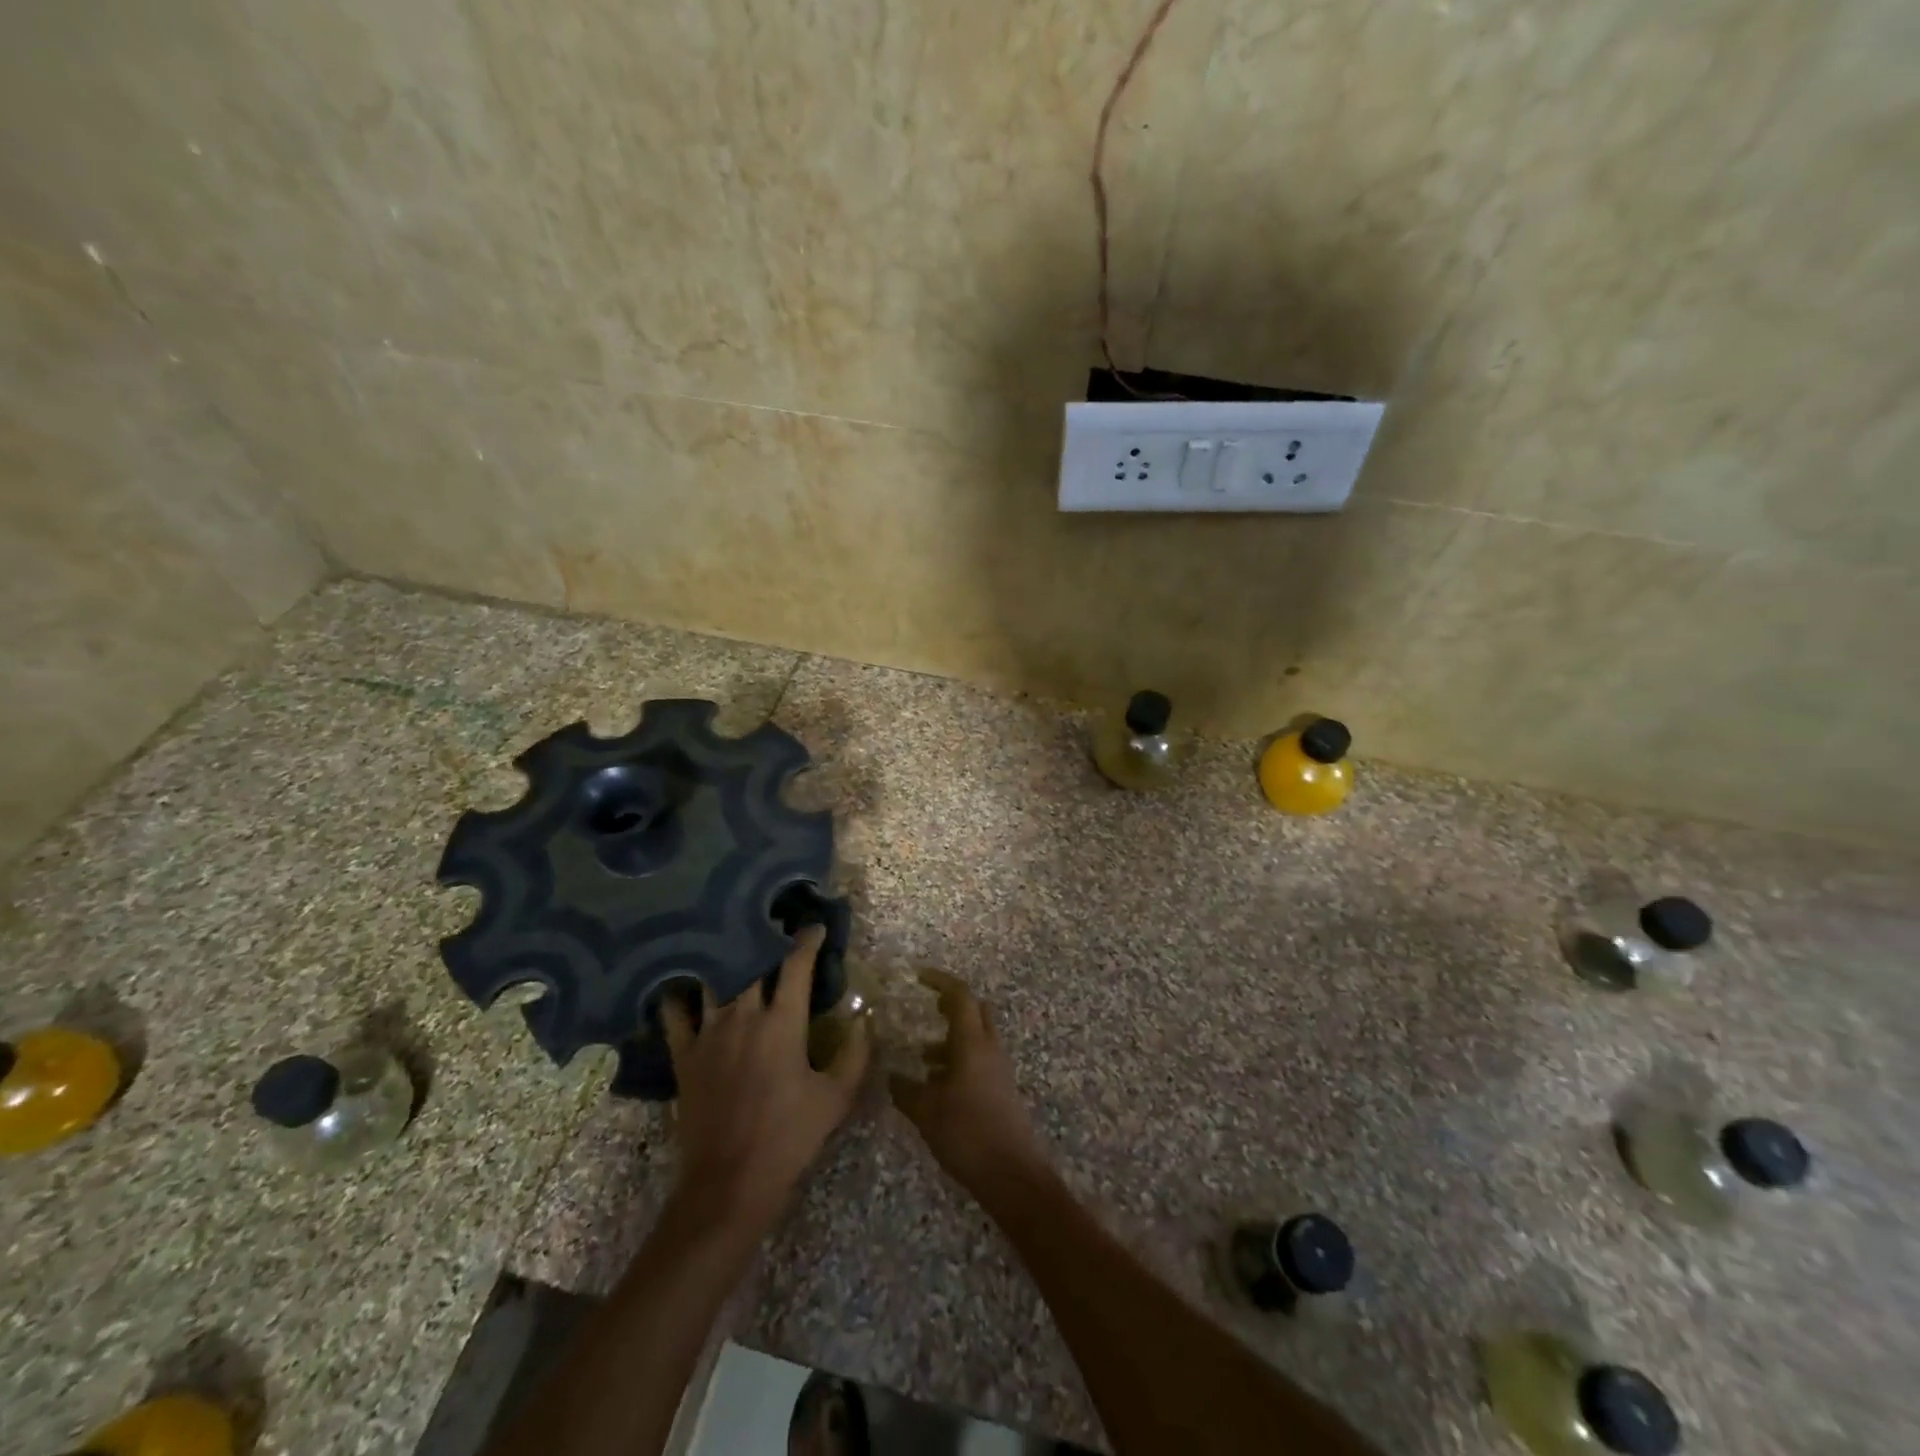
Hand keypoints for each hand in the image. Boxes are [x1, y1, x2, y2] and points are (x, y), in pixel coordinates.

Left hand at [661, 925, 869, 1234]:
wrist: (730, 1183)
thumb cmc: (790, 1138)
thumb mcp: (837, 1097)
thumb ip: (855, 1052)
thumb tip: (863, 1017)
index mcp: (783, 1022)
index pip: (796, 965)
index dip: (807, 940)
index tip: (815, 927)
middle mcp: (744, 1016)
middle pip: (752, 962)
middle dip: (764, 939)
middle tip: (773, 928)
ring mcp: (709, 1033)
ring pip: (715, 978)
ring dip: (726, 958)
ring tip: (731, 944)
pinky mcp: (684, 1054)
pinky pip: (674, 1012)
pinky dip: (678, 992)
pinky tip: (681, 981)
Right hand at [890, 970, 1049, 1197]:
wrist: (1013, 1175)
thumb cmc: (967, 1134)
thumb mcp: (926, 1112)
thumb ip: (906, 1090)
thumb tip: (892, 1076)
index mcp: (972, 1042)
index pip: (960, 995)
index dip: (940, 981)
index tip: (918, 977)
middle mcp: (989, 1048)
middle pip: (975, 1010)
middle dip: (951, 1004)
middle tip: (925, 1008)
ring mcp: (998, 1069)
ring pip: (976, 1037)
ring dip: (952, 1037)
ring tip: (921, 1055)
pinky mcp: (1001, 1089)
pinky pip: (979, 1060)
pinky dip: (959, 1059)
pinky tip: (937, 1085)